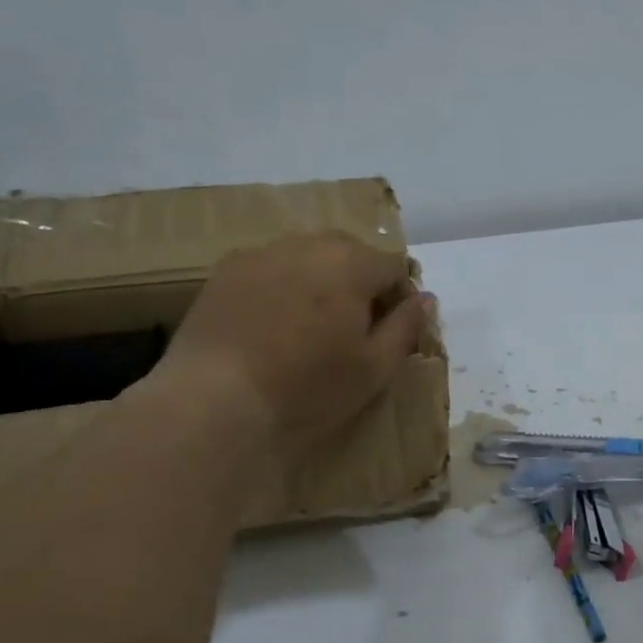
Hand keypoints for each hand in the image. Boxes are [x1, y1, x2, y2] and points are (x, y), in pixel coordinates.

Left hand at [142, 232, 431, 453]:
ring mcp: (262, 253)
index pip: (394, 267)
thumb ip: (406, 327)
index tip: (390, 334)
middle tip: (352, 330)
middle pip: (351, 254)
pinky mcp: (226, 270)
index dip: (400, 299)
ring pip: (308, 258)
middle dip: (360, 284)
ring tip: (309, 327)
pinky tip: (271, 326)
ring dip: (320, 281)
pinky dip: (282, 287)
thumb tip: (426, 298)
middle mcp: (308, 243)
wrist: (216, 399)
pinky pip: (271, 269)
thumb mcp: (374, 368)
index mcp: (351, 262)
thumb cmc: (307, 387)